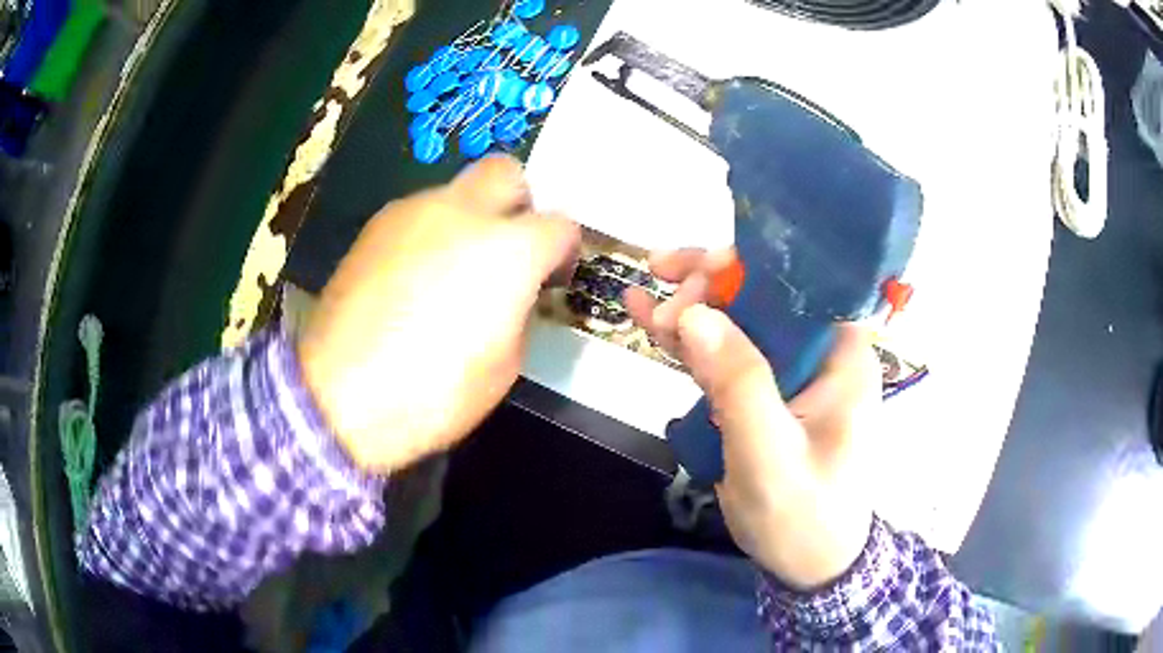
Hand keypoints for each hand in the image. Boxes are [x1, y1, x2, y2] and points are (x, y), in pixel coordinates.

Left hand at [297, 156, 579, 473]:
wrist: (340, 396)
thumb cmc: (433, 393)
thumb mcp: (504, 365)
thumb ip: (519, 311)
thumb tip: (514, 293)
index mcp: (508, 250)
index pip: (560, 225)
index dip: (564, 251)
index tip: (552, 279)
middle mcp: (462, 212)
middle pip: (507, 172)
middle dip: (519, 203)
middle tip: (509, 248)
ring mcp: (412, 212)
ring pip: (457, 191)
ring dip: (469, 218)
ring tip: (450, 269)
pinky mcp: (375, 226)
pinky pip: (418, 214)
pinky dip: (429, 233)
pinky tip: (412, 277)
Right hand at [626, 250, 880, 588]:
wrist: (811, 564)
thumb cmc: (805, 516)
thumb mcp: (771, 457)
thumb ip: (739, 384)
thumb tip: (695, 313)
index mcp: (842, 355)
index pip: (799, 284)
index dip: (745, 269)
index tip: (692, 278)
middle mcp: (820, 351)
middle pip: (762, 296)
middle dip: (708, 290)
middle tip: (660, 307)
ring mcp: (791, 372)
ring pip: (738, 321)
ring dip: (691, 310)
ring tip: (640, 298)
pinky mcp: (766, 393)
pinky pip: (726, 354)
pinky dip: (688, 340)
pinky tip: (648, 321)